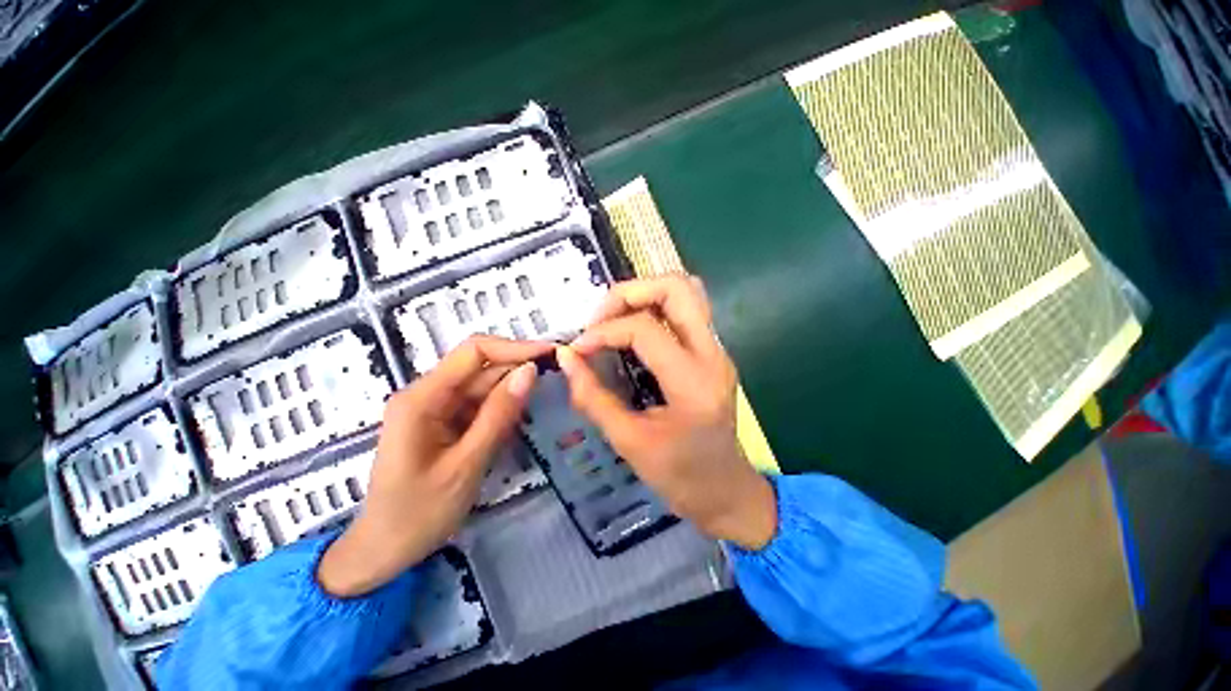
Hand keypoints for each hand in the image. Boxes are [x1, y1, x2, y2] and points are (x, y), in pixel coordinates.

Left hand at [318, 336, 550, 596]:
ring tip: (546, 402)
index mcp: (421, 398)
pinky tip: (515, 424)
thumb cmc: (421, 512)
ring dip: (504, 396)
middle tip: (561, 382)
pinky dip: (490, 417)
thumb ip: (497, 417)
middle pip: (473, 371)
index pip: (472, 352)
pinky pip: (464, 413)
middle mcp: (420, 396)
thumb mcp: (465, 466)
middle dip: (514, 372)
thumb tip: (530, 372)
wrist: (385, 546)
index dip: (514, 348)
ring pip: (472, 392)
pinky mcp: (430, 431)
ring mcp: (424, 414)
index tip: (554, 355)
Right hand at [557, 275, 776, 549]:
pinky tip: (630, 337)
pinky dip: (654, 311)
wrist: (725, 494)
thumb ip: (594, 397)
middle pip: (677, 286)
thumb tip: (565, 358)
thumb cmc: (680, 477)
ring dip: (645, 296)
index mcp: (693, 381)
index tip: (578, 351)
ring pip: (687, 292)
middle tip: (599, 320)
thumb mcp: (630, 442)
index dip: (603, 331)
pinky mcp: (714, 356)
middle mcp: (713, 355)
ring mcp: (718, 352)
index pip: (645, 328)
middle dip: (630, 292)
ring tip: (613, 322)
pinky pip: (687, 313)